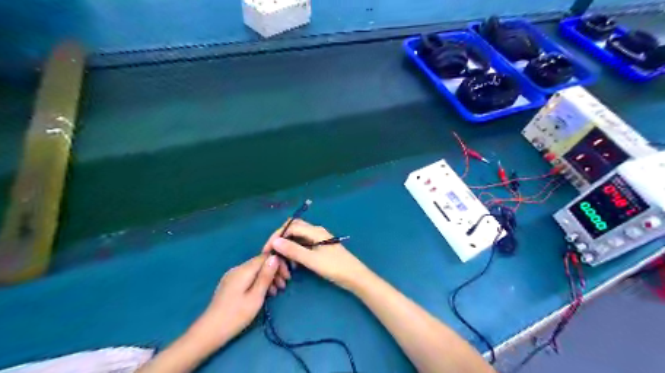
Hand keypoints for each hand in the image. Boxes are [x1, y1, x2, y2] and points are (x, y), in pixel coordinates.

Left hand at [191, 253, 277, 345]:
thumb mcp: (256, 297)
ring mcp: (232, 276)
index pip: (265, 257)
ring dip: (268, 278)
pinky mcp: (230, 285)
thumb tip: (275, 257)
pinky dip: (259, 283)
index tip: (287, 278)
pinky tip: (264, 294)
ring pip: (255, 271)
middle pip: (260, 263)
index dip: (278, 264)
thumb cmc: (236, 315)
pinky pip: (249, 277)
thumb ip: (266, 276)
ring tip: (277, 292)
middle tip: (284, 286)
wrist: (209, 332)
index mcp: (244, 270)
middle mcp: (237, 269)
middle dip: (274, 272)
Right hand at [262, 219, 371, 290]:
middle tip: (272, 254)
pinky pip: (303, 245)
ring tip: (282, 262)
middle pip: (293, 229)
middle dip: (281, 240)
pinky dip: (295, 252)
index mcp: (315, 231)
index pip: (290, 227)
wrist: (355, 277)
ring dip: (288, 247)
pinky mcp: (320, 247)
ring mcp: (318, 239)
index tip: (267, 251)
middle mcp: (316, 231)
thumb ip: (293, 250)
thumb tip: (274, 242)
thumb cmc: (335, 268)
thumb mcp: (312, 260)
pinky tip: (293, 265)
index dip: (277, 236)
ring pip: (298, 238)